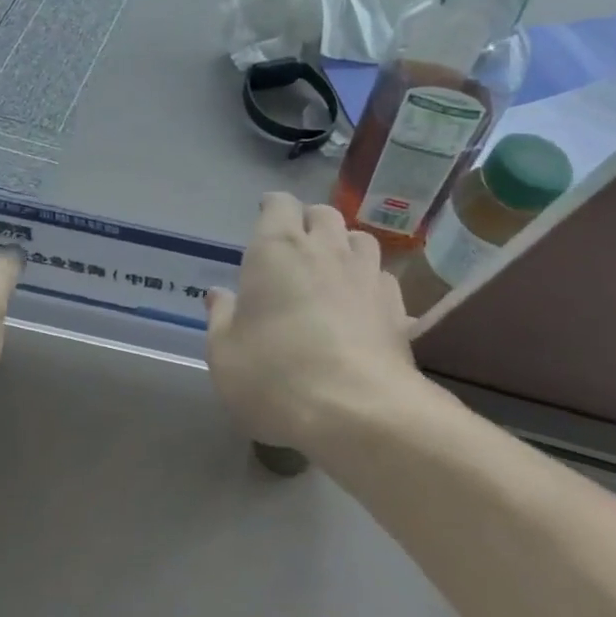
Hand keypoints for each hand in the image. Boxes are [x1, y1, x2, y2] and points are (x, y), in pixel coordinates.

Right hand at [204, 194, 415, 450]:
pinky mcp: (396, 307)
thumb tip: (219, 295)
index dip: (272, 208)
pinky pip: (384, 279)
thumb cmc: (275, 376)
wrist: (357, 411)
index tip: (265, 217)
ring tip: (334, 269)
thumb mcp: (225, 354)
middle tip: (297, 246)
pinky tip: (364, 306)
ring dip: (346, 246)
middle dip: (309, 222)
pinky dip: (372, 284)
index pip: (279, 204)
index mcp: (277, 250)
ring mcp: (366, 276)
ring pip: (361, 239)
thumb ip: (221, 318)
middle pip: (323, 214)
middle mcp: (325, 250)